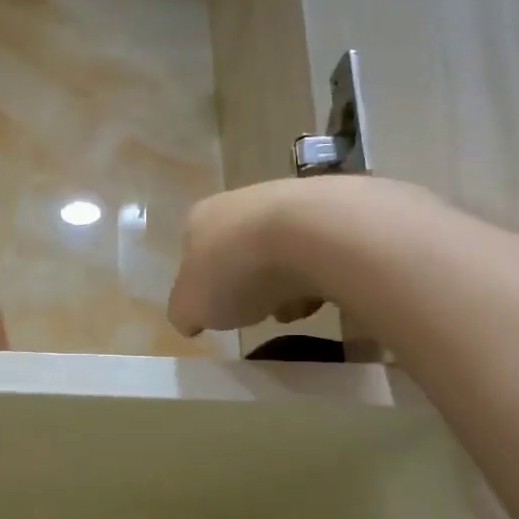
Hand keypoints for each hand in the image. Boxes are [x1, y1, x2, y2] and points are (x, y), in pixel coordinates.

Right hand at [167, 180, 327, 336]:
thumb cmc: (237, 271)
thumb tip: (190, 318)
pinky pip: (321, 253)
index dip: (205, 285)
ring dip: (287, 284)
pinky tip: (325, 292)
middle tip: (258, 311)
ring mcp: (290, 200)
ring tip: (295, 308)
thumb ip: (185, 313)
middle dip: (250, 285)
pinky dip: (321, 276)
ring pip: (282, 254)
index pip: (194, 253)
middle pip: (241, 253)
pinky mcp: (333, 209)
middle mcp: (242, 202)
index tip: (218, 310)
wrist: (313, 235)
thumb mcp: (191, 307)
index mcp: (201, 219)